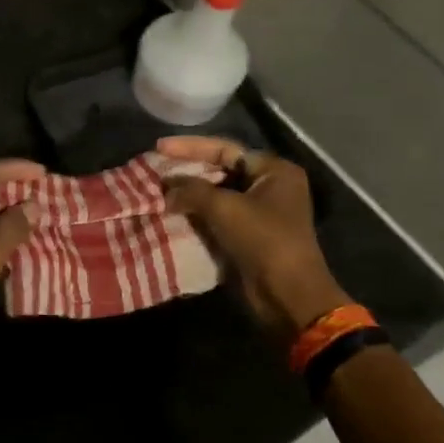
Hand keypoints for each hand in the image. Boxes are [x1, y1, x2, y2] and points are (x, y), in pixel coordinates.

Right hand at [158, 136, 348, 336]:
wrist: (287, 295)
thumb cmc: (264, 241)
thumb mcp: (225, 208)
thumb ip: (192, 190)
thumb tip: (166, 187)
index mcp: (274, 171)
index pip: (226, 149)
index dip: (191, 147)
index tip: (159, 148)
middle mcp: (269, 187)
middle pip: (221, 170)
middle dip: (188, 171)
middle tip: (156, 170)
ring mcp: (259, 213)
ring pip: (216, 195)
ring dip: (189, 195)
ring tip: (157, 191)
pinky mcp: (248, 236)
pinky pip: (217, 217)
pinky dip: (196, 214)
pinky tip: (171, 213)